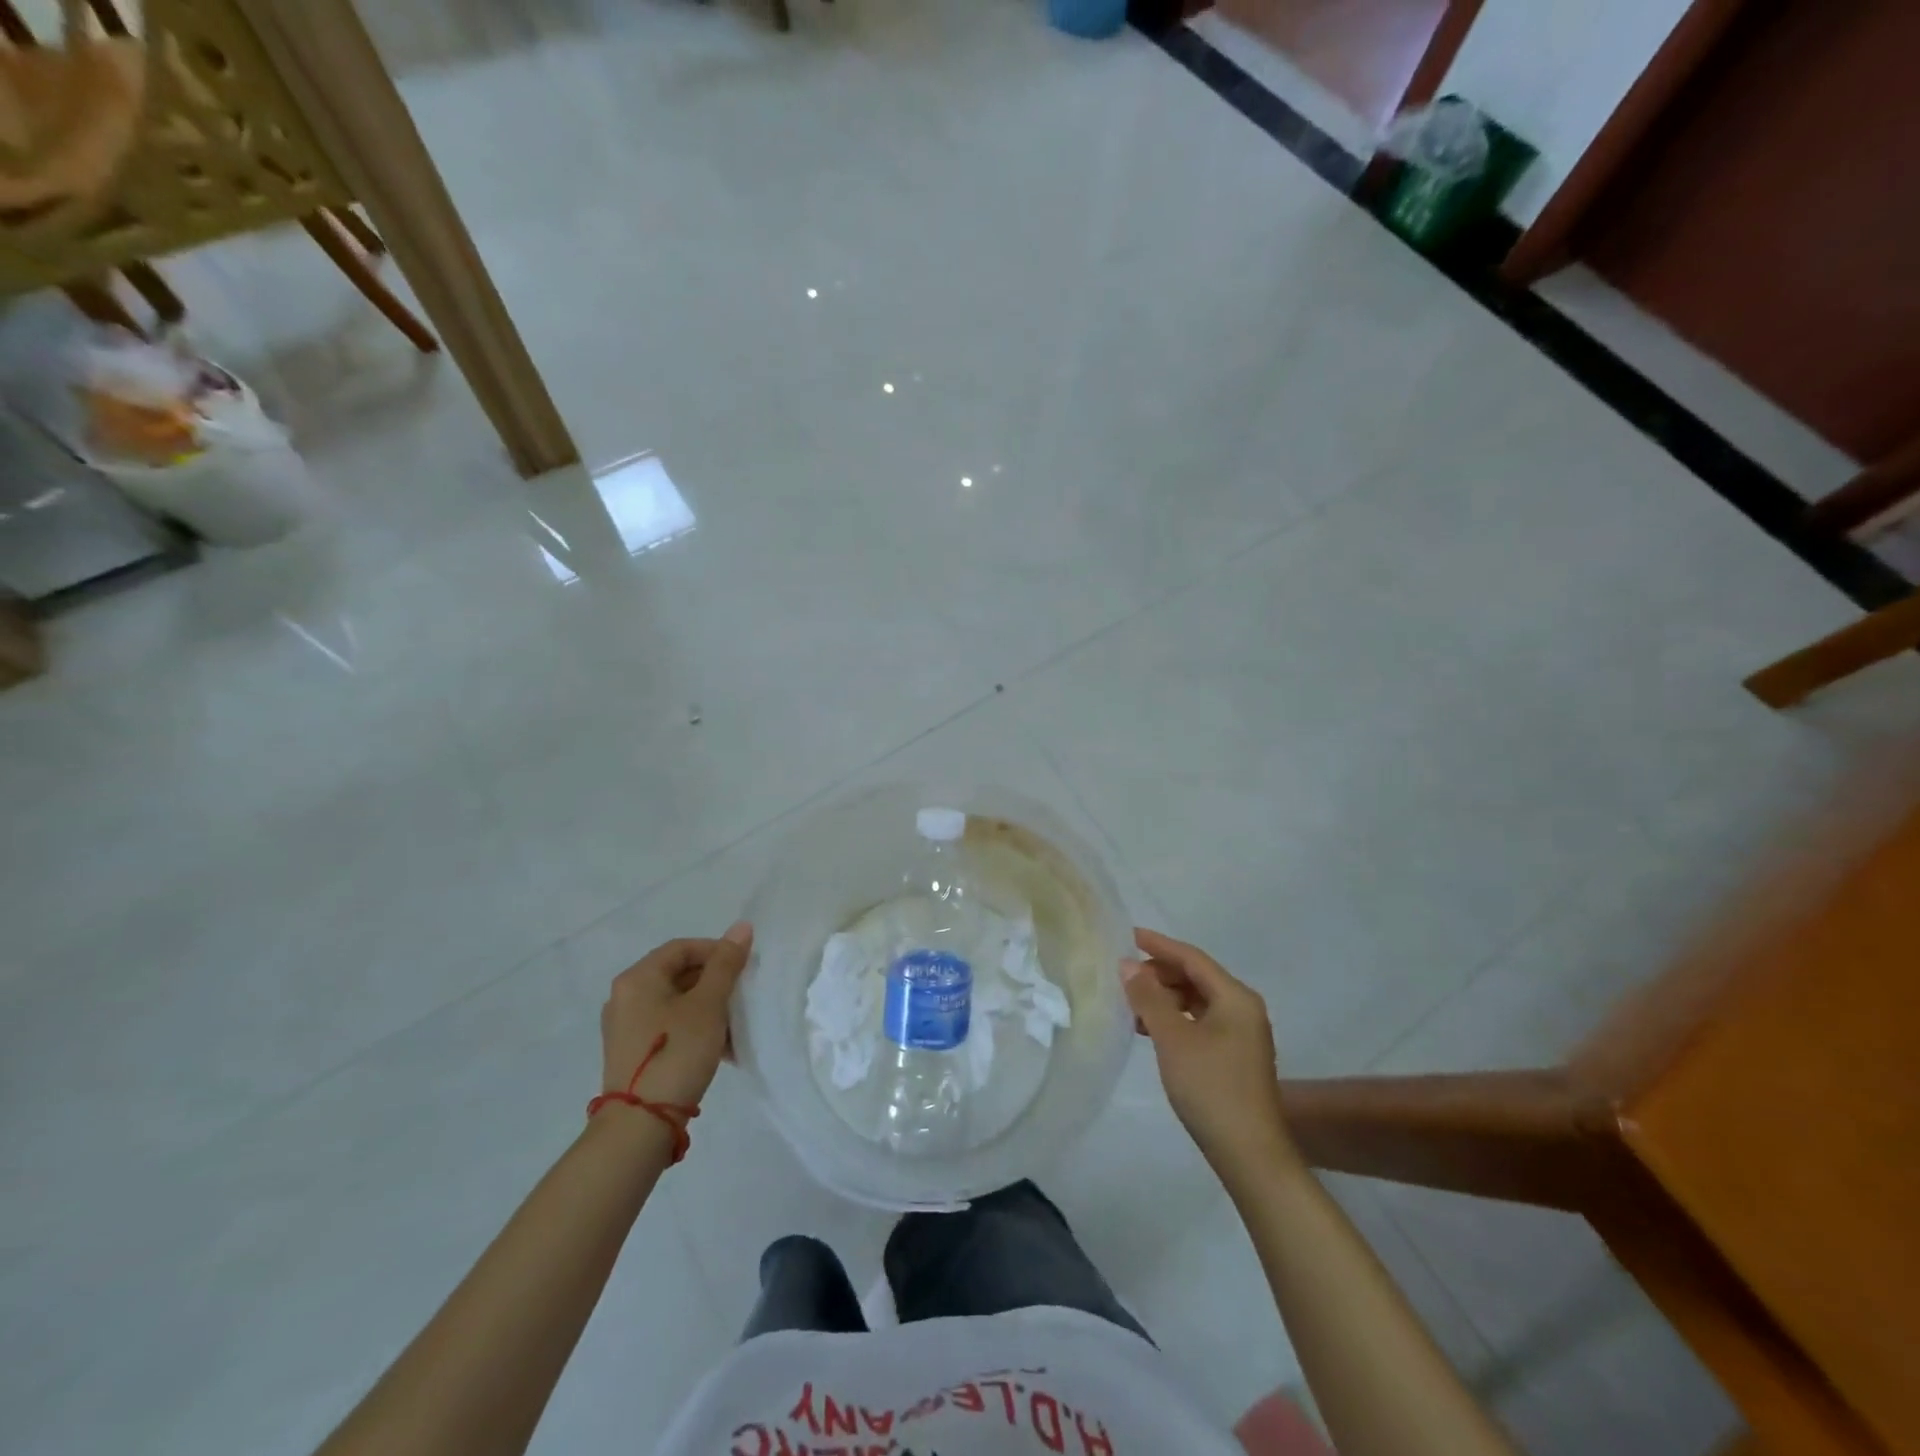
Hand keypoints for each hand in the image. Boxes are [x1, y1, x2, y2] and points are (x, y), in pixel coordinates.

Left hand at [600, 923, 753, 1111]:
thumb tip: (742, 927)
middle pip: (678, 974)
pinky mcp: (631, 1053)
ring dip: (708, 1008)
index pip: (682, 947)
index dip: (717, 951)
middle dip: (715, 982)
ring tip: (734, 1027)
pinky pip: (668, 1027)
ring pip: (676, 1002)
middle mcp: (625, 997)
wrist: (639, 1126)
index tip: (743, 969)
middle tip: (742, 997)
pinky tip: (718, 1048)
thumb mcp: (708, 1005)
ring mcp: (625, 1027)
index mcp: (638, 978)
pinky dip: (694, 1028)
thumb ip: (725, 964)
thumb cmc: (676, 1053)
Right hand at [1123, 928, 1295, 1178]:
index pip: (1192, 958)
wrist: (1249, 1154)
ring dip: (1164, 998)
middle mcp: (1243, 1009)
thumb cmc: (1211, 1087)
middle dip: (1159, 973)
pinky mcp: (1234, 1057)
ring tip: (1131, 1003)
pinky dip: (1175, 1019)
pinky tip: (1150, 1029)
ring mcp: (1241, 1034)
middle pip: (1196, 977)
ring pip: (1196, 1001)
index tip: (1128, 936)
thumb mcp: (1173, 1038)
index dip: (1159, 945)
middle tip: (1123, 976)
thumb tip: (1127, 966)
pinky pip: (1200, 1022)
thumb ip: (1149, 998)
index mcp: (1235, 997)